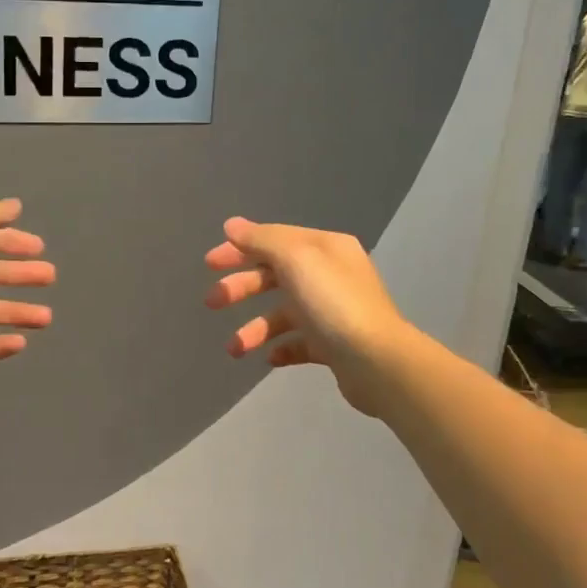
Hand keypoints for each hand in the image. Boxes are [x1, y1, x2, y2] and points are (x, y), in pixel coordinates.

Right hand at [204, 218, 411, 416]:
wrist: (377, 362)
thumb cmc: (333, 303)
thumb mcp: (295, 259)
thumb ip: (261, 240)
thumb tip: (232, 225)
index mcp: (325, 248)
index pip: (274, 240)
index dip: (239, 249)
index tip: (209, 264)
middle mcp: (330, 275)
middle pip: (275, 275)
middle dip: (241, 288)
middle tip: (212, 302)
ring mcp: (333, 312)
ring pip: (283, 314)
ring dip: (254, 328)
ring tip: (235, 349)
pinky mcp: (334, 346)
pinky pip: (299, 343)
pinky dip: (280, 348)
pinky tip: (269, 358)